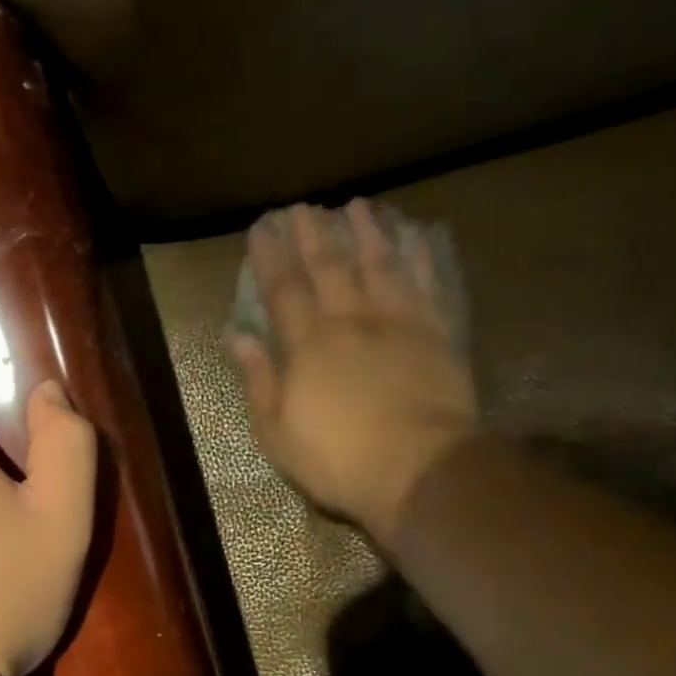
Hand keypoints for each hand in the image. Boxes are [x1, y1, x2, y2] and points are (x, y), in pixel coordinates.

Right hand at [230, 201, 477, 541]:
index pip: (283, 290)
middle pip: (330, 267)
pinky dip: (420, 258)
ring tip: (357, 205)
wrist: (422, 469)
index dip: (270, 257)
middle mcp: (351, 321)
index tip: (261, 228)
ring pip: (379, 265)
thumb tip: (239, 336)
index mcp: (308, 345)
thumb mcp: (277, 431)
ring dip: (367, 232)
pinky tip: (416, 237)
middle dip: (313, 234)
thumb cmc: (339, 459)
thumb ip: (259, 380)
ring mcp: (397, 323)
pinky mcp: (436, 334)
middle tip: (304, 206)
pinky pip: (426, 285)